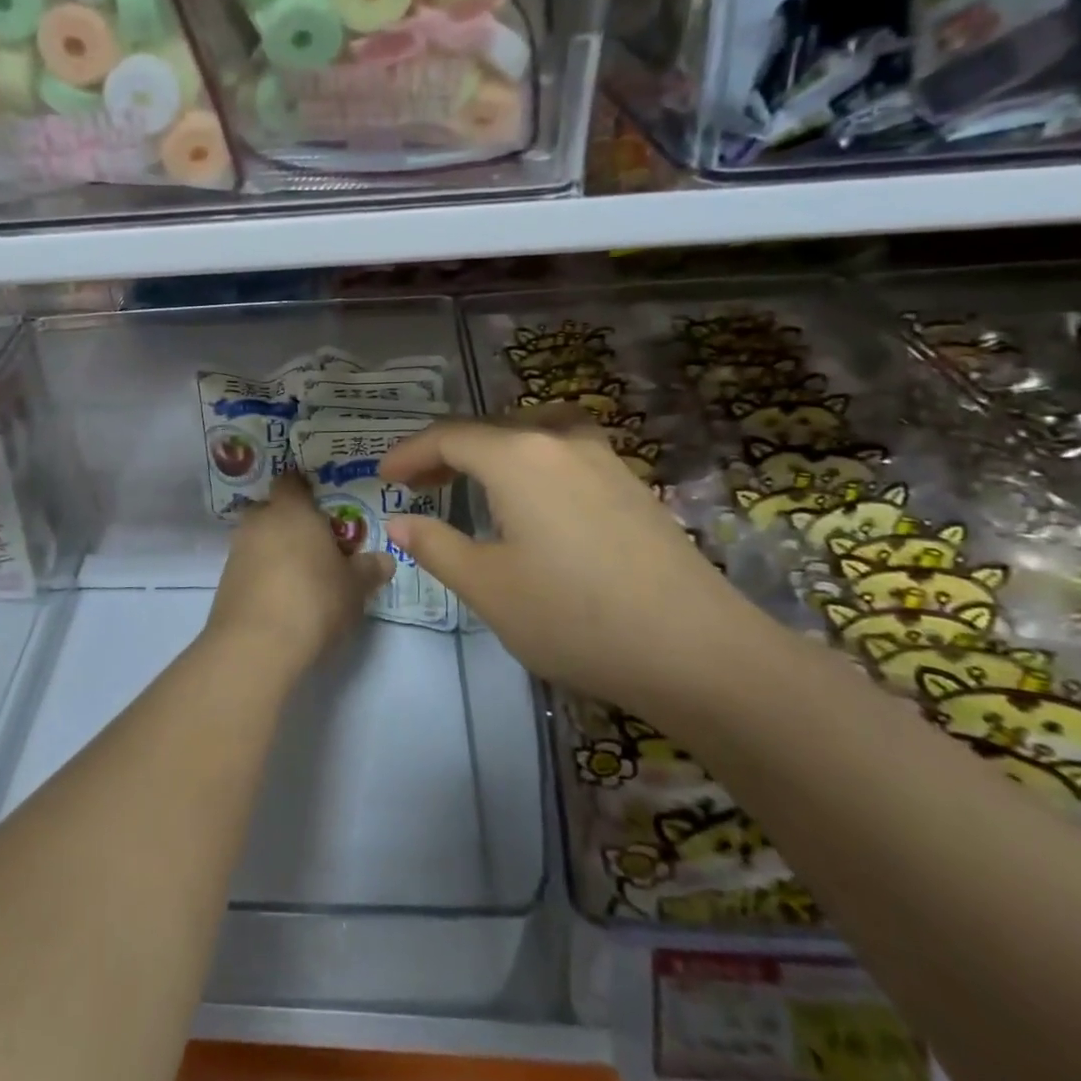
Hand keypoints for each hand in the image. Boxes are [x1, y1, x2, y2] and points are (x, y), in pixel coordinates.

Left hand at [206, 472, 393, 676]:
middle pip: (272, 510)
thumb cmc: (314, 599)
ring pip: (259, 540)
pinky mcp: (225, 583)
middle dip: (290, 523)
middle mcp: (259, 522)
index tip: (322, 505)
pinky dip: (263, 576)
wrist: (256, 645)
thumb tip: (384, 559)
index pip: (291, 481)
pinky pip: (249, 568)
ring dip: (275, 552)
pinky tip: (282, 599)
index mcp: (291, 509)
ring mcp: (237, 551)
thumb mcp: (355, 586)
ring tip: (301, 577)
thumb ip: (369, 568)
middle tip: (316, 545)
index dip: (304, 490)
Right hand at [378, 417, 765, 721]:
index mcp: (517, 456)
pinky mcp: (630, 482)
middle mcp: (558, 440)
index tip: (383, 476)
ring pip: (529, 434)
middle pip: (488, 429)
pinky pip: (562, 451)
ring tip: (470, 481)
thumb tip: (400, 522)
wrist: (698, 651)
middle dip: (444, 452)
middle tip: (417, 484)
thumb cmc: (576, 617)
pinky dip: (528, 461)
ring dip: (489, 452)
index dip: (409, 453)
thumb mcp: (488, 587)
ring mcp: (602, 457)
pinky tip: (532, 499)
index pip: (448, 437)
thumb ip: (436, 546)